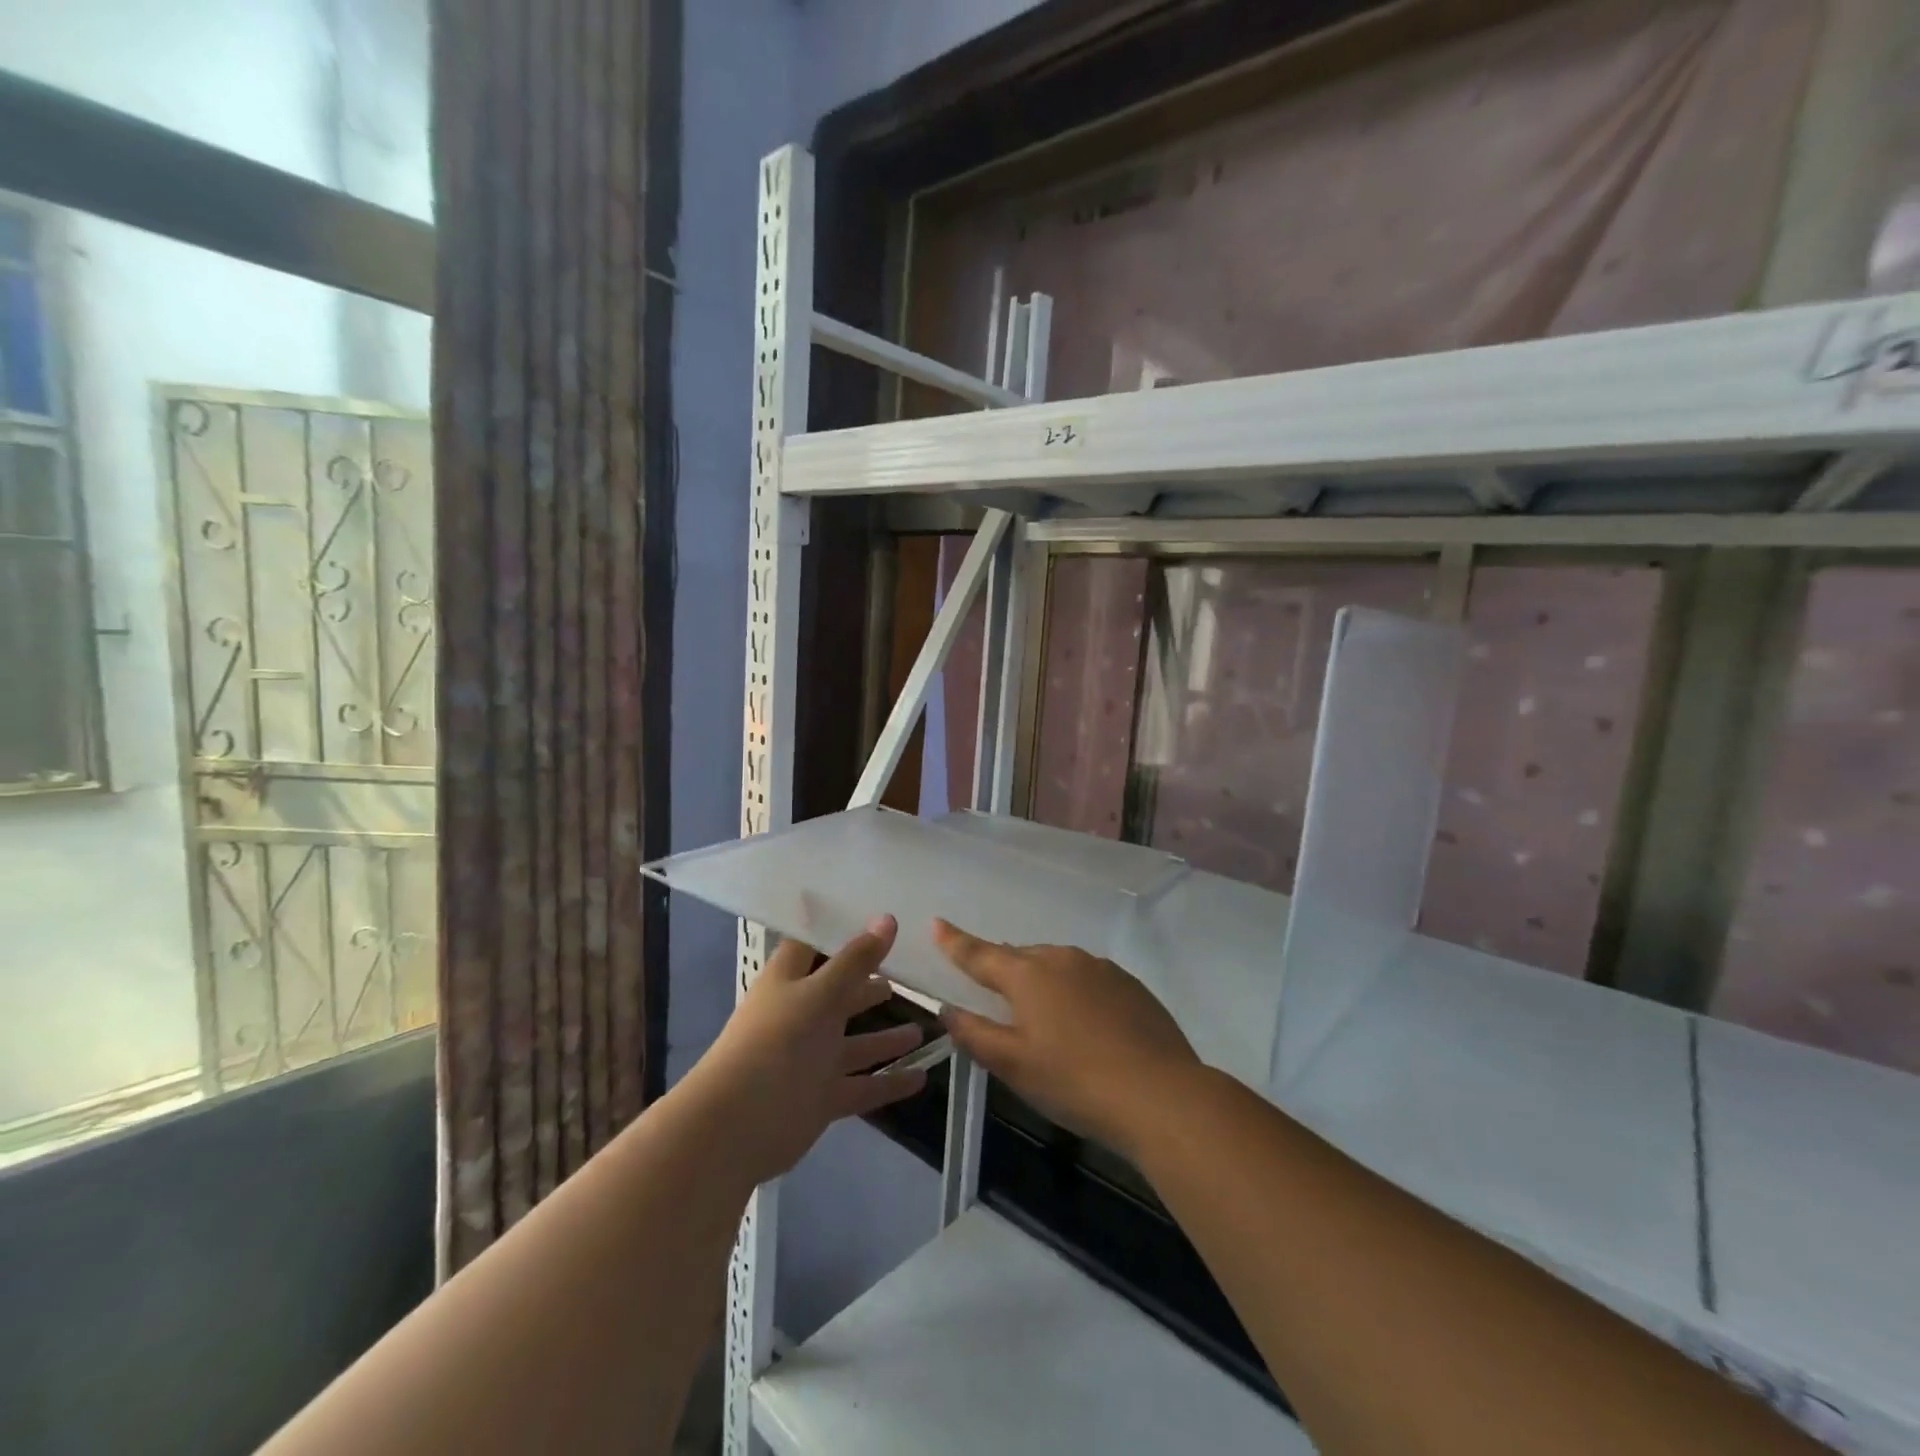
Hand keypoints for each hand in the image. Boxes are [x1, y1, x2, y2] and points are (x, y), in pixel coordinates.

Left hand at [688, 915, 927, 1187]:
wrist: (737, 1125)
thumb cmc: (777, 1041)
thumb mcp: (821, 993)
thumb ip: (857, 960)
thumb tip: (888, 919)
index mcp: (789, 981)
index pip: (811, 946)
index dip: (837, 932)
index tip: (872, 917)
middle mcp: (800, 1016)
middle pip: (839, 995)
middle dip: (869, 985)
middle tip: (908, 973)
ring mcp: (810, 1059)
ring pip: (855, 1044)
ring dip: (886, 1038)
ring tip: (924, 1028)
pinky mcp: (821, 1097)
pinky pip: (862, 1086)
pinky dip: (889, 1083)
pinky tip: (922, 1077)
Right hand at [933, 919, 1200, 1161]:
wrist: (1160, 1093)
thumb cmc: (1075, 1081)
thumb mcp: (1014, 1065)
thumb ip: (975, 1034)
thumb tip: (948, 1010)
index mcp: (1028, 975)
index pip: (980, 954)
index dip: (955, 941)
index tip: (937, 923)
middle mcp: (1062, 959)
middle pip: (1020, 957)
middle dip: (1002, 967)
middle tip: (992, 987)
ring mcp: (1100, 968)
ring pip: (1057, 965)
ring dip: (1041, 979)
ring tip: (1039, 1010)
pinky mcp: (1129, 984)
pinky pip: (1088, 977)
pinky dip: (1074, 990)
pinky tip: (1083, 1021)